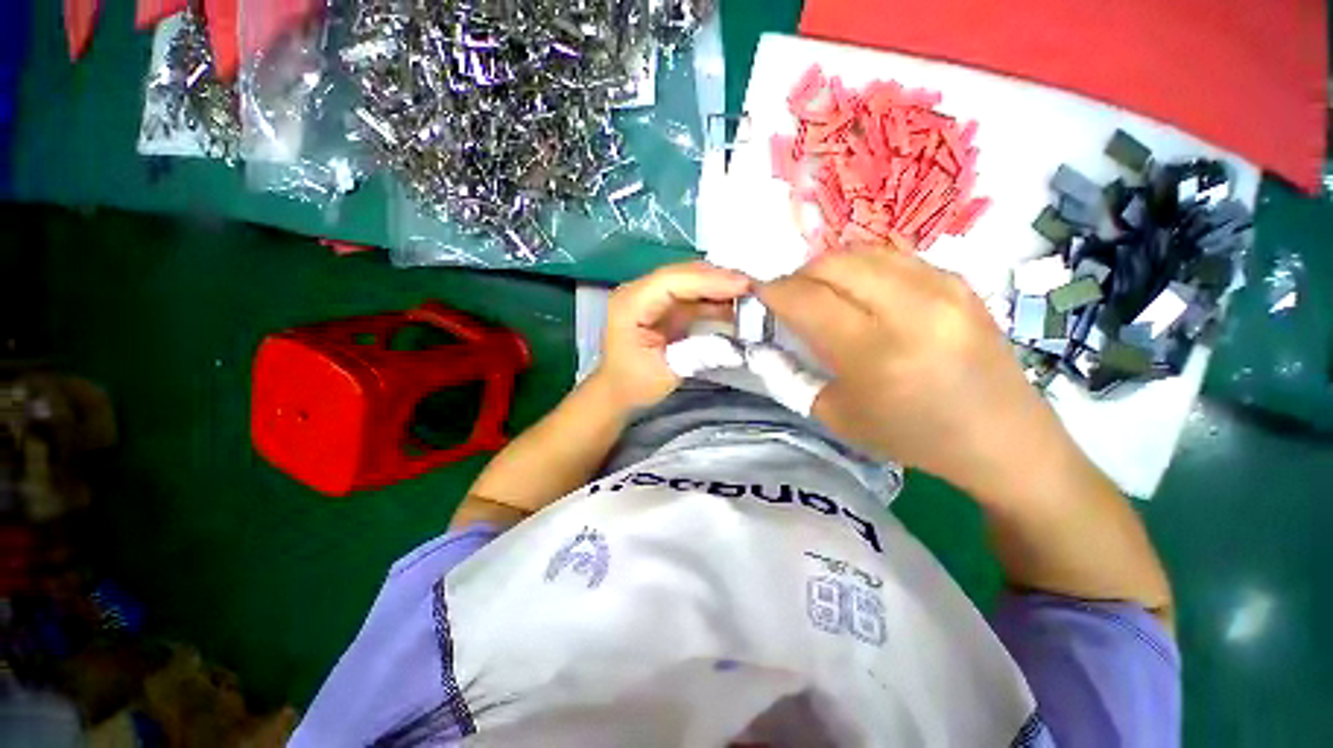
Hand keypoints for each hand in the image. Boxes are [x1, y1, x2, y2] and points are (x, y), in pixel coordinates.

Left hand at [595, 262, 751, 411]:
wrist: (618, 391)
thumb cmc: (634, 384)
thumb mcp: (666, 373)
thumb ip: (699, 353)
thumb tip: (735, 342)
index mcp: (630, 305)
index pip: (671, 282)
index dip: (708, 281)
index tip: (743, 285)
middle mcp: (638, 292)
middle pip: (682, 275)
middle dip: (718, 278)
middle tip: (754, 287)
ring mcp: (651, 297)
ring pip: (689, 281)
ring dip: (719, 285)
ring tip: (751, 293)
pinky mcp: (663, 305)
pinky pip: (692, 294)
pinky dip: (714, 298)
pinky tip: (735, 304)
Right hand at [758, 239, 1073, 496]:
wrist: (1001, 438)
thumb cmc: (910, 436)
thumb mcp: (835, 415)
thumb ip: (792, 373)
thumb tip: (767, 340)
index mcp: (876, 353)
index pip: (807, 300)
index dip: (773, 292)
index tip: (758, 295)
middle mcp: (912, 309)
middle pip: (833, 263)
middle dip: (799, 275)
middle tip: (791, 298)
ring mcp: (943, 288)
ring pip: (863, 252)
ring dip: (830, 268)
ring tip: (824, 293)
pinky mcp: (960, 282)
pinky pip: (894, 257)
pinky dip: (864, 269)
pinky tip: (862, 292)